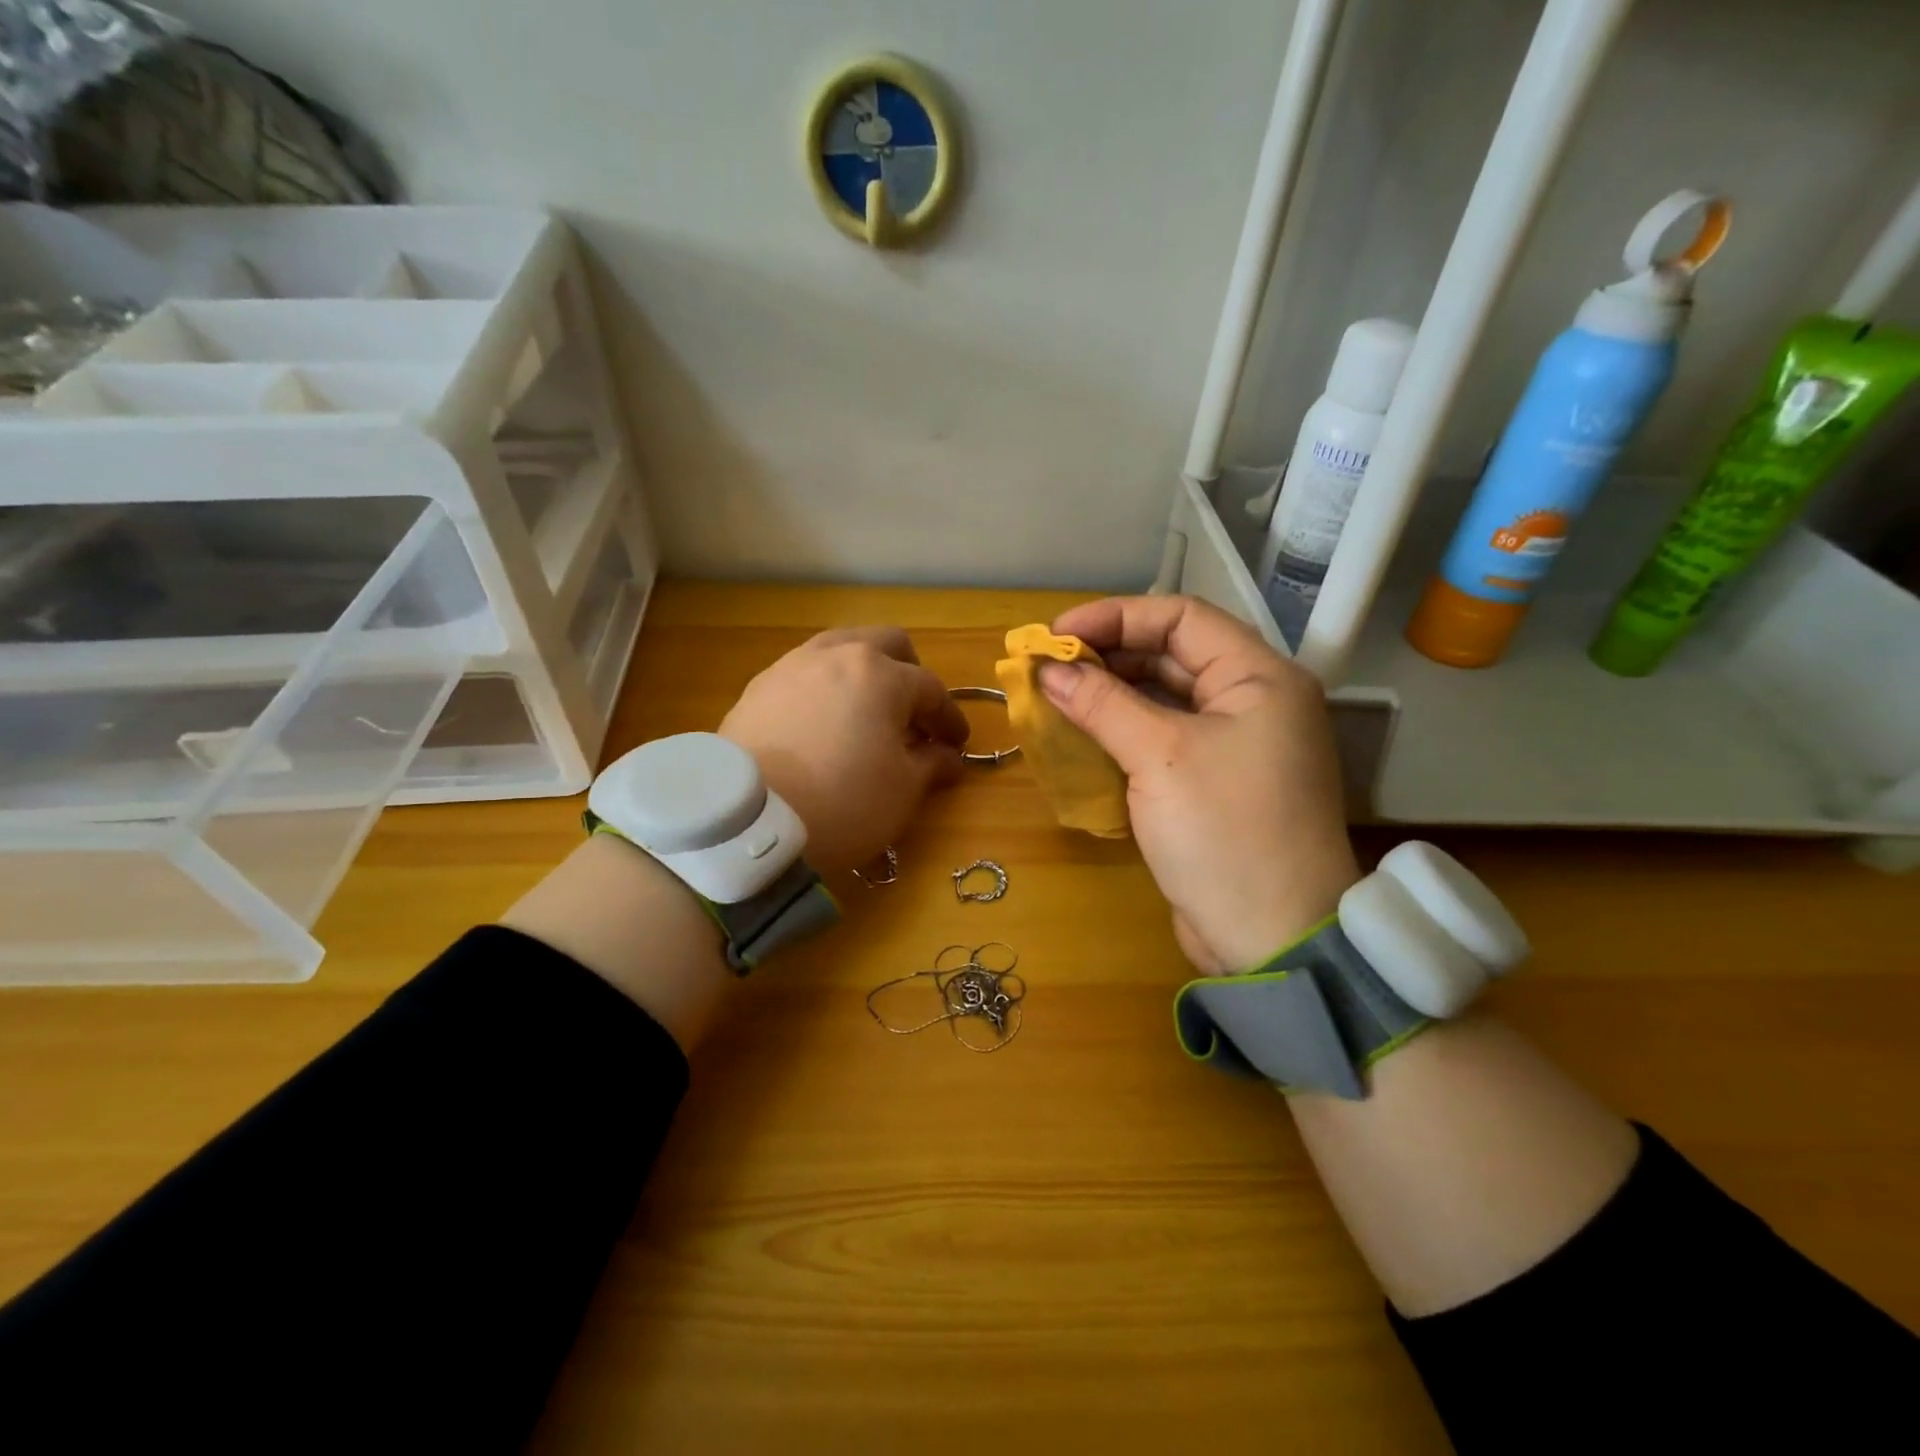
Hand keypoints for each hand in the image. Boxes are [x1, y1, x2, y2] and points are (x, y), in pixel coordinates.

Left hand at [720, 627, 969, 875]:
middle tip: (913, 714)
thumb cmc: (843, 801)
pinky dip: (824, 689)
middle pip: (886, 644)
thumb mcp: (902, 790)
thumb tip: (947, 756)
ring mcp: (791, 667)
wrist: (748, 821)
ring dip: (863, 673)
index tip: (957, 745)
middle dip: (909, 674)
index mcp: (881, 674)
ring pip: (839, 649)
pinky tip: (821, 724)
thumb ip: (931, 764)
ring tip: (865, 712)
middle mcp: (836, 655)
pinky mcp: (757, 689)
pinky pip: (804, 674)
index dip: (949, 718)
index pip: (931, 689)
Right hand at [1038, 595, 1358, 973]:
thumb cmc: (1223, 831)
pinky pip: (1162, 738)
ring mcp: (1234, 744)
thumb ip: (1101, 704)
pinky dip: (1122, 731)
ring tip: (1054, 696)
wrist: (1271, 938)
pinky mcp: (1212, 782)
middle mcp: (1252, 701)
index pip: (1180, 617)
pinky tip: (1080, 734)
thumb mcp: (1159, 756)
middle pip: (1171, 655)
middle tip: (1046, 666)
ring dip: (1109, 694)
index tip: (1055, 636)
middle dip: (1106, 656)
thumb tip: (1047, 669)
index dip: (1114, 617)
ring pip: (1163, 698)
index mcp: (1259, 677)